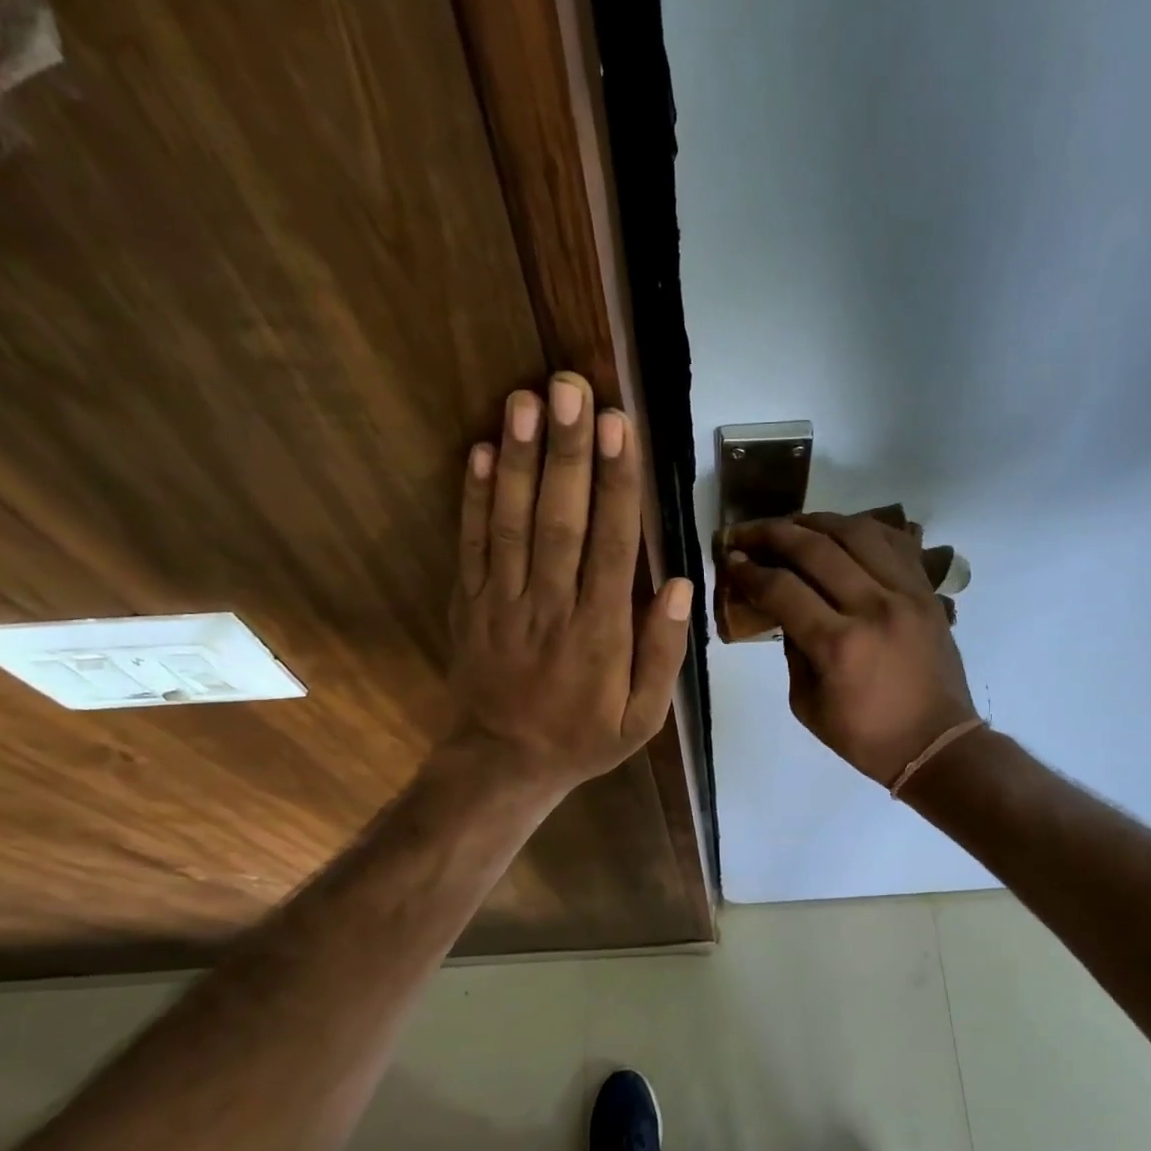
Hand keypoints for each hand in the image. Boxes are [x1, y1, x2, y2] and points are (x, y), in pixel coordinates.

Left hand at [446, 372, 692, 794]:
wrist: (504, 762)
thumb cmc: (583, 737)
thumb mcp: (643, 716)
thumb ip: (662, 653)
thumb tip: (679, 585)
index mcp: (600, 633)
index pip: (612, 545)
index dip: (616, 484)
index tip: (620, 427)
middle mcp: (551, 607)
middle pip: (560, 520)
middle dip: (567, 452)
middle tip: (572, 388)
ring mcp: (503, 602)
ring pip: (513, 523)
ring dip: (520, 459)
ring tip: (527, 400)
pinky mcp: (471, 603)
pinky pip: (472, 545)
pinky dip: (474, 498)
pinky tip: (482, 451)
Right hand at [724, 512, 976, 785]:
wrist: (936, 744)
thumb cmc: (865, 737)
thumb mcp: (807, 705)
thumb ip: (792, 650)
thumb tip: (784, 608)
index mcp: (839, 645)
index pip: (783, 589)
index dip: (750, 571)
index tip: (731, 561)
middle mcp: (873, 608)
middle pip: (816, 548)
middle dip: (773, 533)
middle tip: (748, 534)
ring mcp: (906, 594)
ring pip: (857, 532)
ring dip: (816, 522)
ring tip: (792, 526)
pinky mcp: (927, 592)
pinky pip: (894, 543)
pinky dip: (863, 530)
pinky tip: (841, 533)